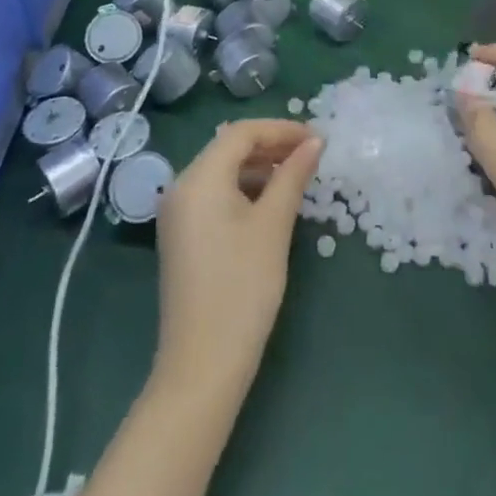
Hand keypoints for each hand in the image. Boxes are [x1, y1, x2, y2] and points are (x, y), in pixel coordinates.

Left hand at [153, 119, 322, 395]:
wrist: (202, 366)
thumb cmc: (243, 287)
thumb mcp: (274, 225)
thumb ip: (293, 176)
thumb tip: (315, 142)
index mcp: (199, 178)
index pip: (242, 133)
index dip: (282, 129)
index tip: (317, 138)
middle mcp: (181, 187)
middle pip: (229, 148)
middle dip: (271, 145)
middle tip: (312, 154)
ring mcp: (178, 213)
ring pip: (223, 171)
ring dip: (260, 167)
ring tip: (297, 176)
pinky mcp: (182, 236)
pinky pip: (215, 194)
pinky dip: (245, 189)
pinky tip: (271, 203)